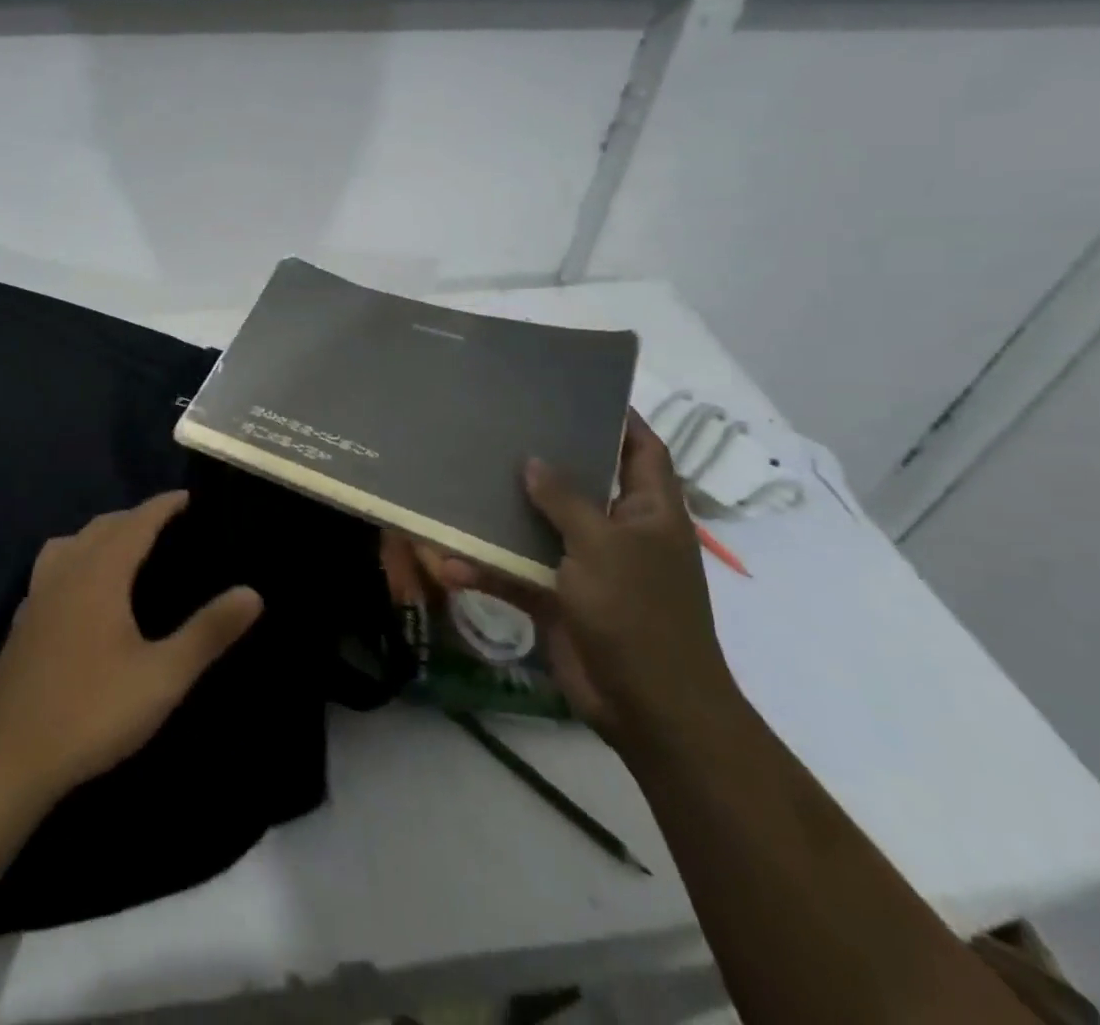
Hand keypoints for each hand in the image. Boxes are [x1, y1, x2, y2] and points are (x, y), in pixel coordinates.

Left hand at [0, 492, 263, 798]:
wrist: (6, 757)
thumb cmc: (91, 711)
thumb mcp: (162, 676)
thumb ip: (208, 632)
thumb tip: (253, 592)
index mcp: (100, 573)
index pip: (137, 521)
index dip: (164, 505)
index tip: (189, 497)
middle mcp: (66, 571)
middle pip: (103, 526)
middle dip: (136, 517)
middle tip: (169, 525)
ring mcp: (38, 595)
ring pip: (72, 543)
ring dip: (102, 534)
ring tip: (126, 549)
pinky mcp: (24, 621)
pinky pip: (53, 567)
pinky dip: (76, 559)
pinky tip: (83, 591)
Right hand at [418, 413, 738, 757]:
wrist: (648, 709)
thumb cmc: (639, 614)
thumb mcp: (603, 546)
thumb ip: (565, 500)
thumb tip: (535, 460)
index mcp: (649, 511)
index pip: (641, 450)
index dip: (620, 418)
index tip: (578, 390)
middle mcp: (619, 531)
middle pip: (582, 482)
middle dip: (547, 459)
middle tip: (502, 426)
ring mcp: (588, 567)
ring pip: (541, 527)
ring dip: (506, 514)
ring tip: (464, 478)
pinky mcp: (559, 599)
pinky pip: (519, 574)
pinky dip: (489, 569)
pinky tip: (451, 563)